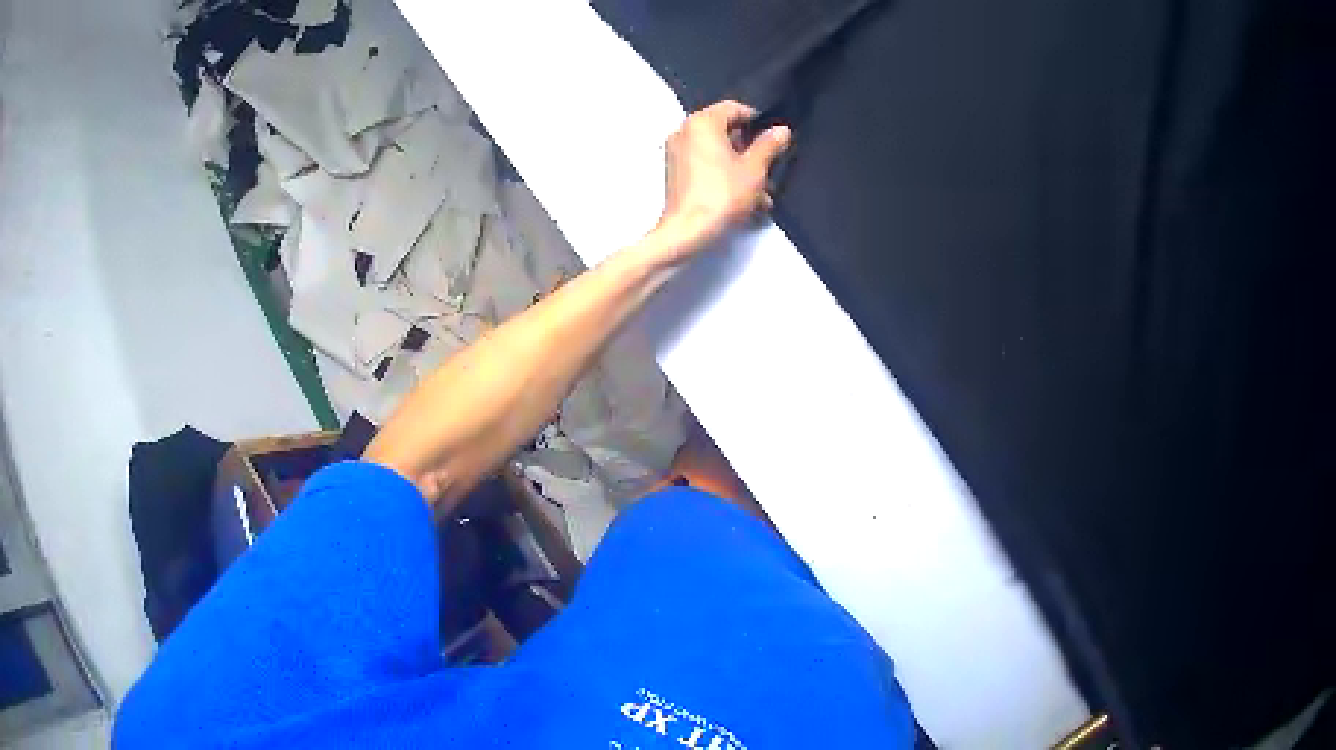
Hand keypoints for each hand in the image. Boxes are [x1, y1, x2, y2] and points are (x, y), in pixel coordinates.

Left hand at [652, 100, 791, 260]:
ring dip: (742, 166)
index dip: (757, 120)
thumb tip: (781, 130)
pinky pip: (705, 165)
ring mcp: (676, 153)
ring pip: (717, 151)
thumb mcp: (754, 169)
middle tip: (770, 167)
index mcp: (701, 123)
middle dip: (750, 148)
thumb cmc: (723, 194)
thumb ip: (769, 145)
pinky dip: (725, 175)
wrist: (687, 231)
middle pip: (725, 130)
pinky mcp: (675, 173)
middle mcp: (684, 132)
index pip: (734, 108)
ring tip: (763, 191)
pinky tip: (746, 198)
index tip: (773, 139)